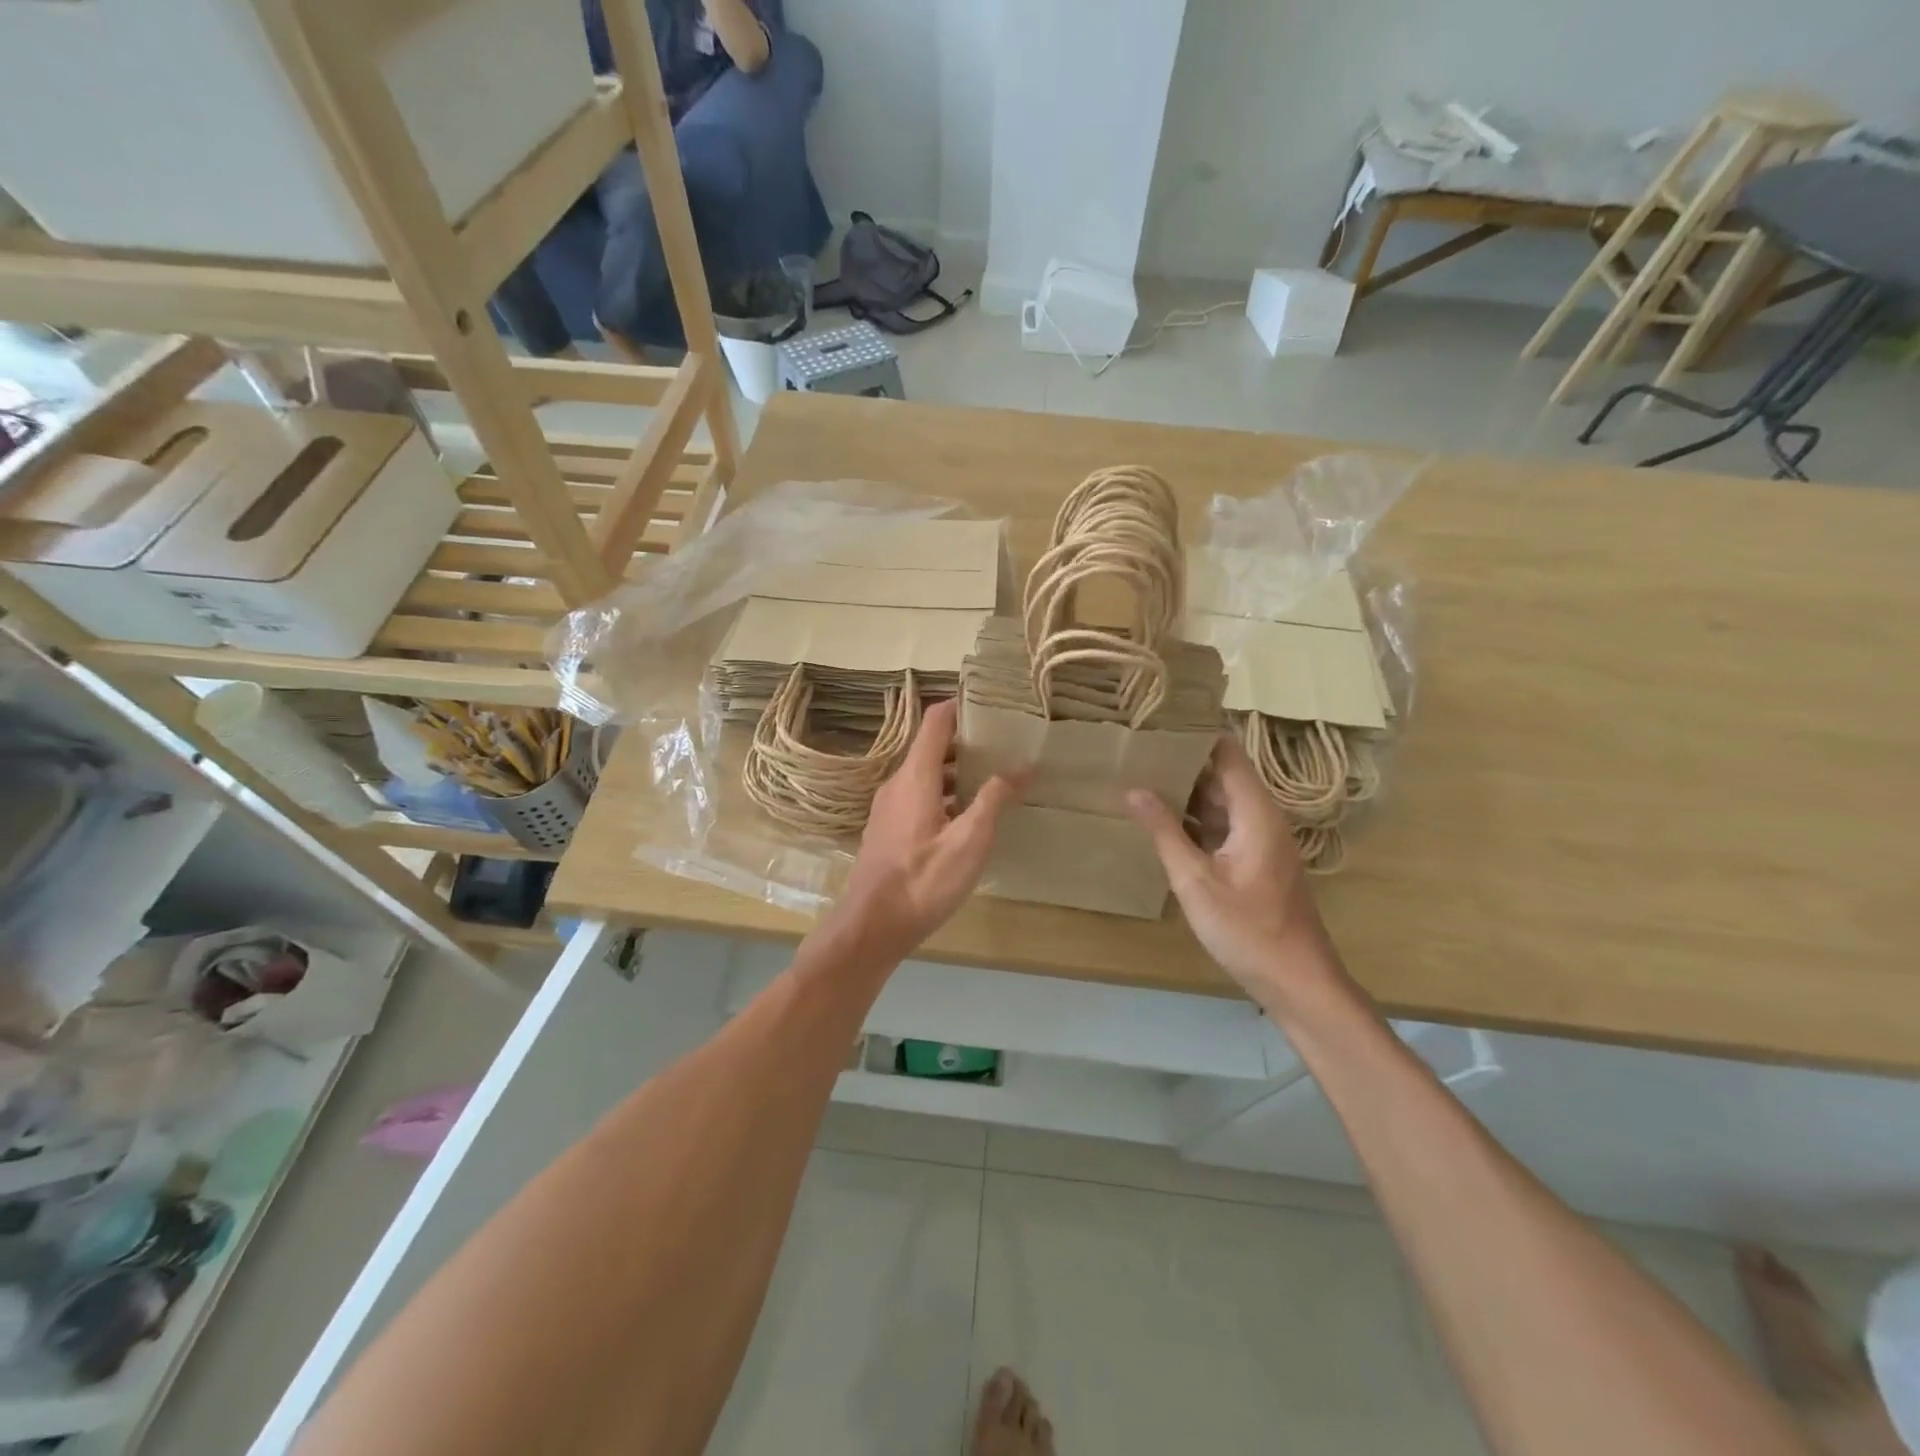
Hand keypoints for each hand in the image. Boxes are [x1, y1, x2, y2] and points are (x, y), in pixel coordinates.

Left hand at [835, 699, 1021, 961]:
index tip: (992, 705)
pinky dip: (943, 794)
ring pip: (925, 775)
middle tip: (1004, 747)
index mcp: (916, 776)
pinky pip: (917, 797)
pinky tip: (966, 817)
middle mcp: (897, 783)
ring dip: (957, 773)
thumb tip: (1022, 765)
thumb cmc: (923, 880)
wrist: (871, 927)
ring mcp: (888, 807)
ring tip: (993, 781)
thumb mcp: (969, 841)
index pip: (936, 721)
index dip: (961, 706)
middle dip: (967, 743)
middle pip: (932, 747)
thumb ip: (994, 799)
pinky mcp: (887, 830)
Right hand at [1126, 736, 1337, 1002]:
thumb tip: (1133, 789)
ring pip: (1220, 802)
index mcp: (1255, 812)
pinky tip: (1160, 821)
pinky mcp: (1254, 861)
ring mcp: (1260, 840)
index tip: (1156, 722)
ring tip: (1139, 776)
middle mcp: (1261, 818)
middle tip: (1135, 749)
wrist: (1298, 982)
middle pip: (1221, 774)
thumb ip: (1165, 832)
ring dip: (1185, 792)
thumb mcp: (1196, 881)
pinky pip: (1222, 826)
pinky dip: (1194, 819)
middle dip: (1182, 761)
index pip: (1227, 752)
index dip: (1195, 734)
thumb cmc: (1248, 930)